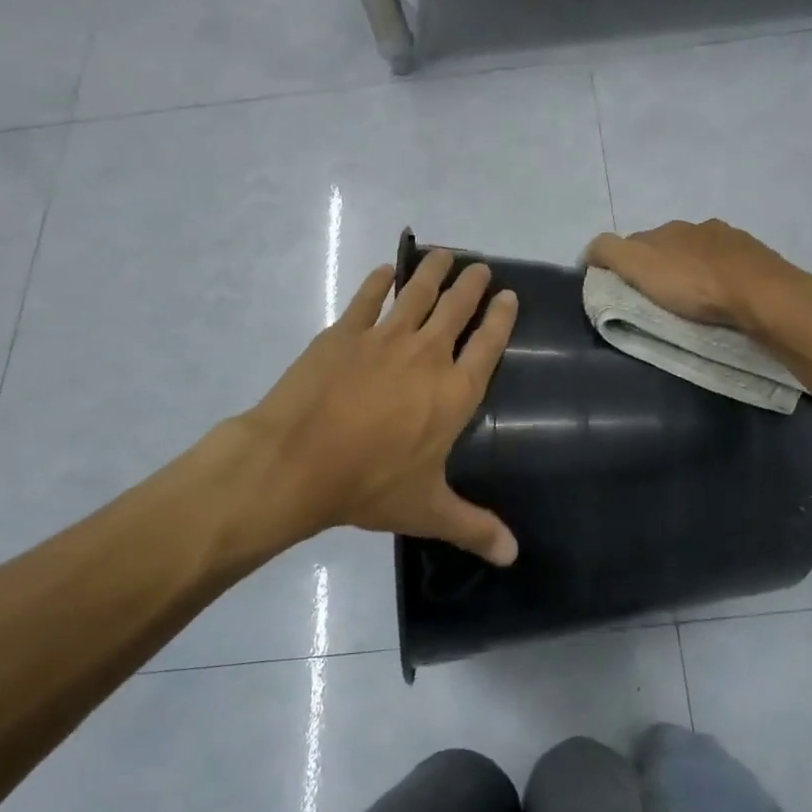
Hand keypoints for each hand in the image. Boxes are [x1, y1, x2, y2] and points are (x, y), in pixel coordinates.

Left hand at [243, 248, 519, 564]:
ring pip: (417, 293)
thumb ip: (473, 528)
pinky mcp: (344, 333)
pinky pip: (368, 298)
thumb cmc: (369, 485)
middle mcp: (427, 355)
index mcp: (454, 393)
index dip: (501, 318)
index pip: (488, 346)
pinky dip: (379, 282)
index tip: (509, 296)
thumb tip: (514, 556)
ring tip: (445, 255)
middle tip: (480, 268)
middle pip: (457, 309)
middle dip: (472, 285)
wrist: (296, 461)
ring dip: (433, 272)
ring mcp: (384, 338)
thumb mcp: (427, 510)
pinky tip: (385, 272)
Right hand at [584, 220, 808, 332]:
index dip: (625, 263)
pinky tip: (723, 297)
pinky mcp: (757, 260)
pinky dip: (720, 277)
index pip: (635, 241)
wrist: (762, 295)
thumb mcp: (639, 266)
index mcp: (668, 229)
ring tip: (693, 300)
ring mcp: (732, 241)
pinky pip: (729, 266)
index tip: (623, 290)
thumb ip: (610, 253)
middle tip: (658, 298)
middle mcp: (699, 227)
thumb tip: (589, 251)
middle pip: (669, 246)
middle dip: (661, 266)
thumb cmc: (695, 284)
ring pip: (701, 254)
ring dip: (693, 271)